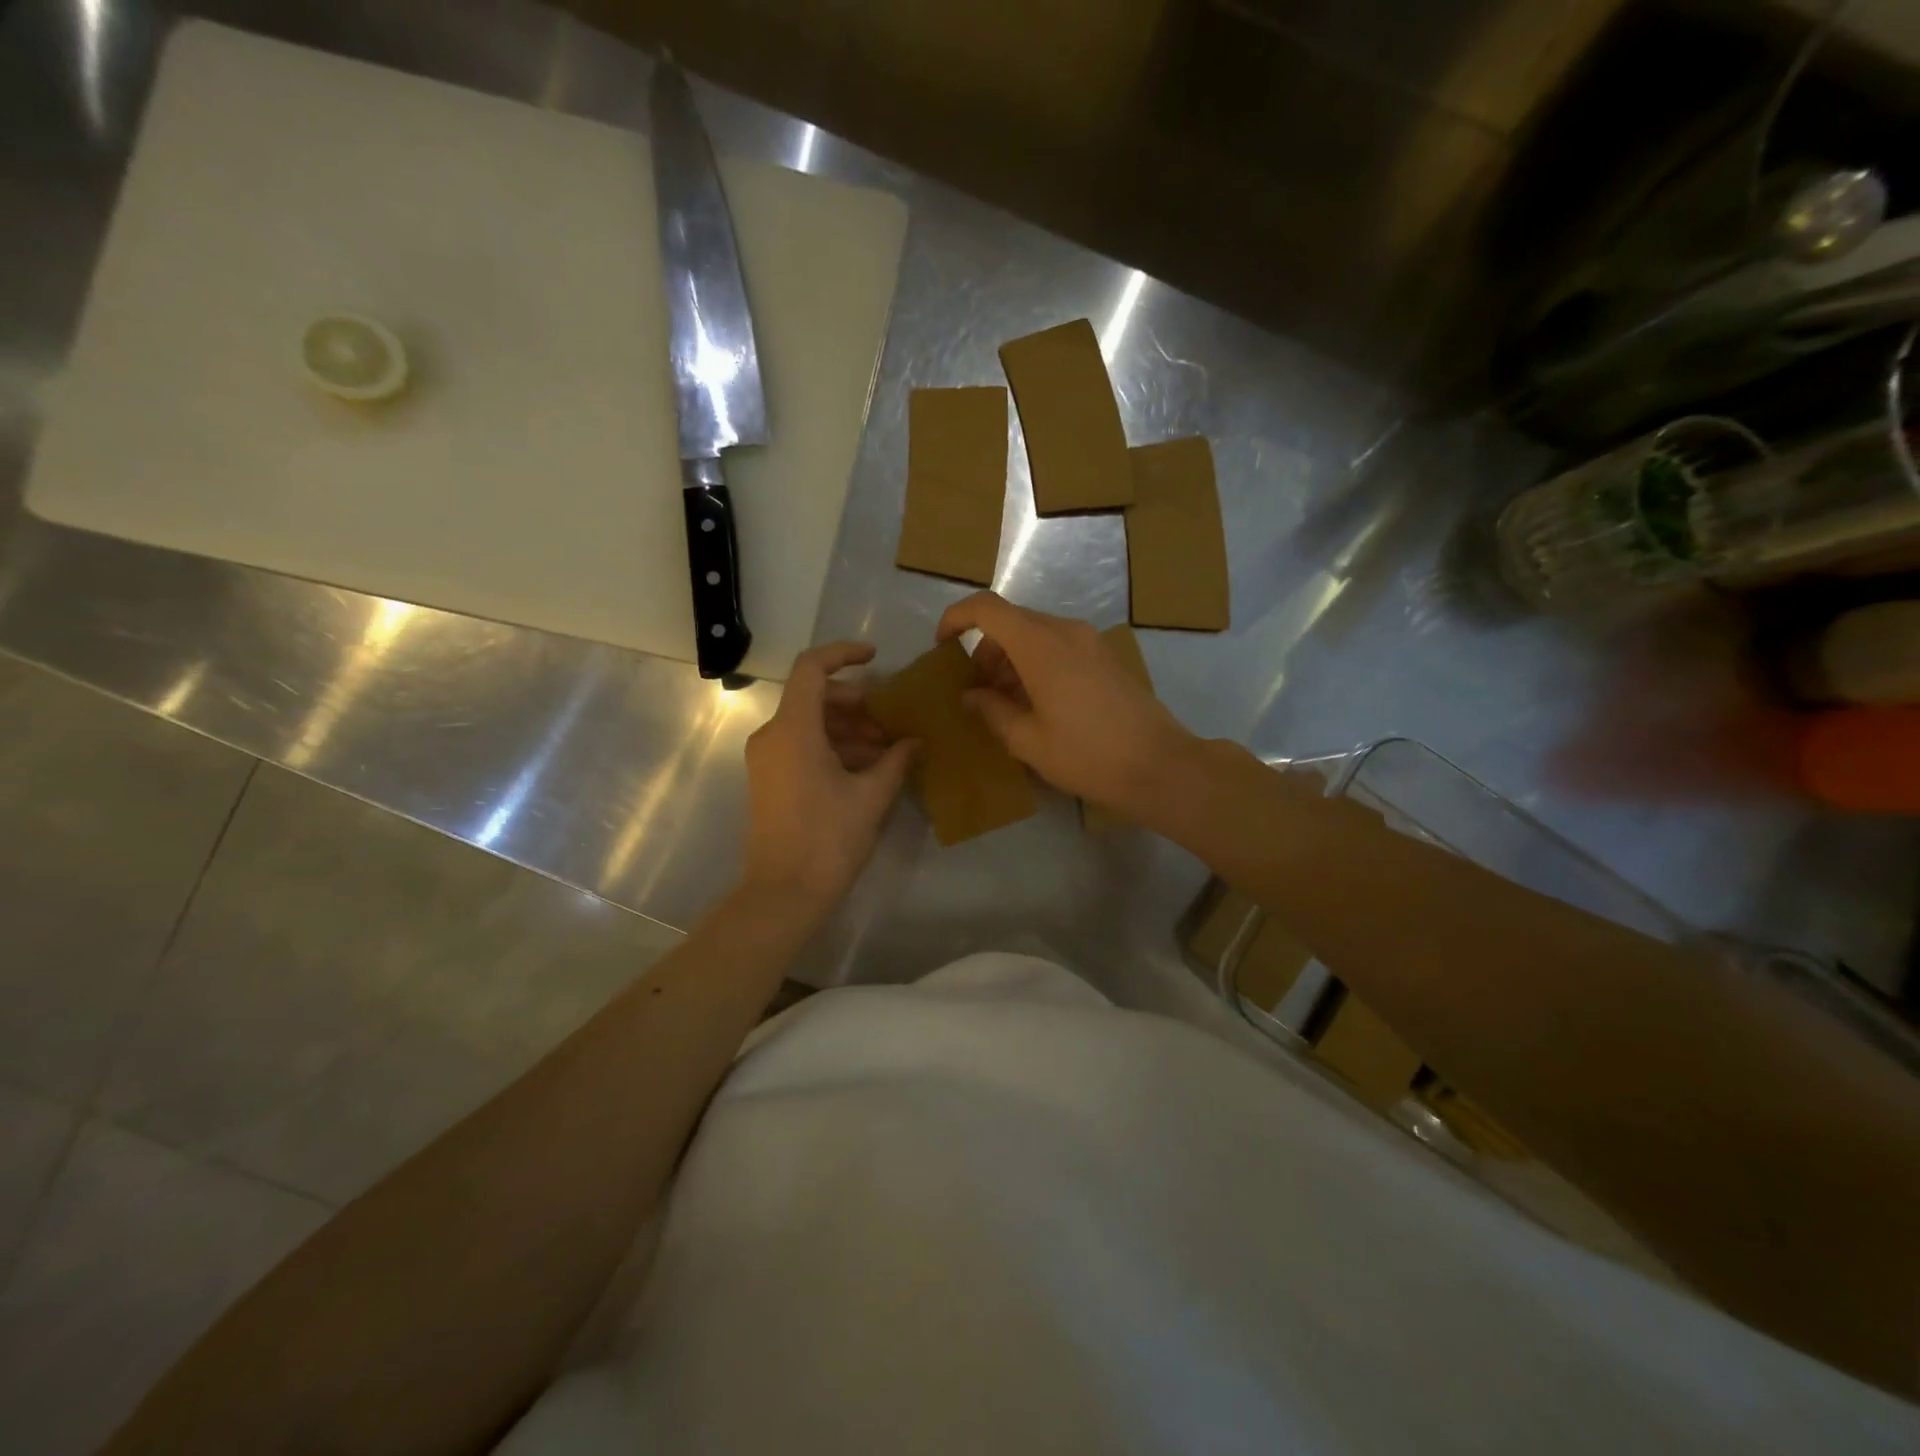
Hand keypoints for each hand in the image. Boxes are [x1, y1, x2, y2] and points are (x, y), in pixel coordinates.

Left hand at [741, 641, 916, 914]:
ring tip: (887, 750)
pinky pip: (802, 745)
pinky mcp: (769, 779)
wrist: (783, 895)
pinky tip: (867, 768)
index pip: (812, 668)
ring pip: (810, 723)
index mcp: (793, 730)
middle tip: (892, 721)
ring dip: (849, 728)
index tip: (876, 658)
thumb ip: (896, 761)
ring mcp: (767, 758)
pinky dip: (833, 747)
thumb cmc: (828, 841)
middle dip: (857, 703)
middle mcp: (773, 736)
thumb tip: (915, 741)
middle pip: (814, 697)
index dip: (843, 654)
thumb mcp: (871, 797)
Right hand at [935, 592, 1197, 817]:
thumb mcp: (1028, 741)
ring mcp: (1090, 641)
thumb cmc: (1087, 755)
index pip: (986, 608)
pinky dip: (1036, 663)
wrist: (1160, 766)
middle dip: (985, 650)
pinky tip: (1038, 704)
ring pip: (1035, 634)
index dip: (956, 619)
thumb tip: (971, 695)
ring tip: (1005, 704)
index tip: (942, 647)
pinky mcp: (1106, 657)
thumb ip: (991, 711)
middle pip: (1011, 621)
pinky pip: (1059, 646)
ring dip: (1011, 659)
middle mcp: (1065, 631)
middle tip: (976, 692)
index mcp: (1040, 645)